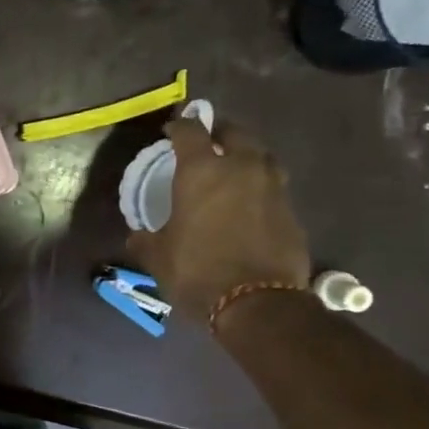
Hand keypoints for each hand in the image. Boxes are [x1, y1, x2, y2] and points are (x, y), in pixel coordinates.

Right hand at [126, 118, 310, 323]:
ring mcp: (273, 187)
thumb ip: (145, 239)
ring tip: (232, 168)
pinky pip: (272, 186)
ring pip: (261, 155)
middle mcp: (242, 168)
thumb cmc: (197, 271)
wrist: (257, 303)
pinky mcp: (291, 210)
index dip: (179, 126)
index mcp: (202, 171)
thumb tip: (137, 235)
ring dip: (245, 155)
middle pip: (234, 133)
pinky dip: (259, 186)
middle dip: (218, 133)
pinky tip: (248, 202)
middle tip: (206, 142)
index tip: (171, 129)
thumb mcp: (157, 257)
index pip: (190, 132)